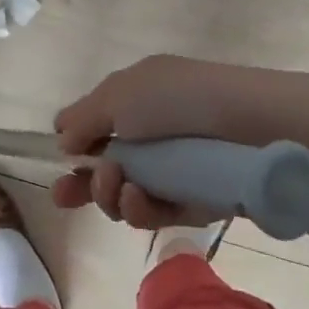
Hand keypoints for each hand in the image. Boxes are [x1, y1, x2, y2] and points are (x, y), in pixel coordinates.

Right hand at [51, 55, 308, 228]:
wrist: (247, 127)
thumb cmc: (176, 100)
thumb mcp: (119, 95)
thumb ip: (84, 118)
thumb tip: (61, 135)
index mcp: (138, 97)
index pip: (99, 123)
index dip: (77, 142)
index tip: (60, 157)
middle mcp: (153, 132)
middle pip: (107, 166)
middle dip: (82, 183)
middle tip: (64, 195)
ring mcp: (172, 169)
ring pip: (125, 195)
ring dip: (109, 194)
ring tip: (116, 186)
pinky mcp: (192, 201)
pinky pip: (154, 212)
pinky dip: (140, 208)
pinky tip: (137, 197)